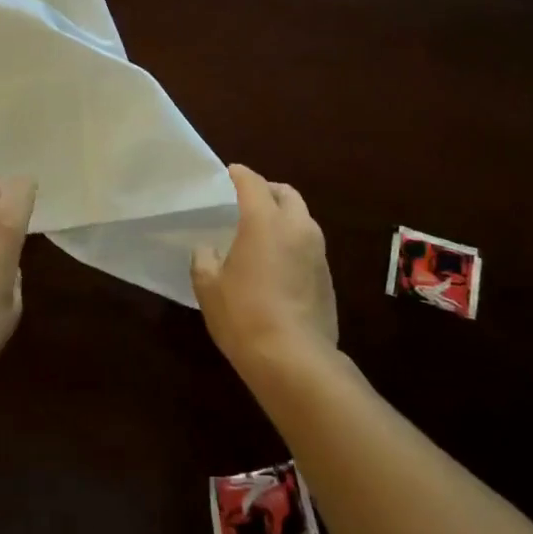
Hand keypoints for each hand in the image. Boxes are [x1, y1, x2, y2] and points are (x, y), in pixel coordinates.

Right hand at [191, 164, 337, 375]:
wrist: (294, 359)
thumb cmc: (244, 315)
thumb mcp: (209, 288)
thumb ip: (204, 260)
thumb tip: (208, 250)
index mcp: (265, 221)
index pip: (253, 183)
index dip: (240, 175)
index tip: (229, 173)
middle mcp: (297, 227)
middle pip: (286, 194)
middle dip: (268, 191)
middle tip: (249, 202)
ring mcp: (318, 251)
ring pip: (302, 218)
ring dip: (285, 217)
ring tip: (264, 233)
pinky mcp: (328, 276)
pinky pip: (309, 245)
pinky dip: (294, 242)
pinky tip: (279, 264)